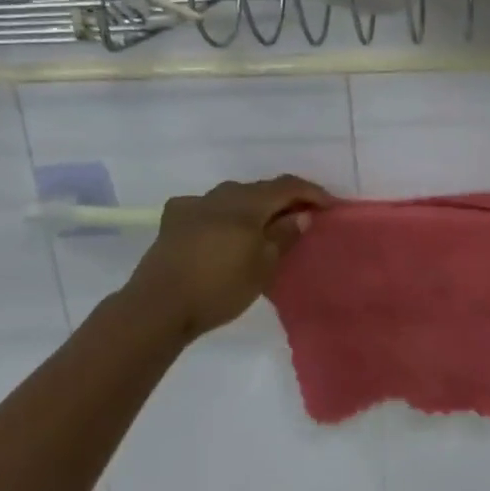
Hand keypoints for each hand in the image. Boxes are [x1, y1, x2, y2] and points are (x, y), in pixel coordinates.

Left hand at [123, 175, 333, 339]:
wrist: (159, 305)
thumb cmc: (219, 288)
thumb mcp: (262, 266)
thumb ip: (283, 236)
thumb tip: (301, 214)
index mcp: (247, 203)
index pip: (287, 186)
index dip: (312, 193)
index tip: (330, 206)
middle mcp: (221, 195)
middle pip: (260, 189)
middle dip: (283, 199)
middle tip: (301, 217)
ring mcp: (194, 204)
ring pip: (233, 196)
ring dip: (253, 206)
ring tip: (264, 225)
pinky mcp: (174, 218)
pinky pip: (207, 207)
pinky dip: (224, 214)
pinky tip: (222, 228)